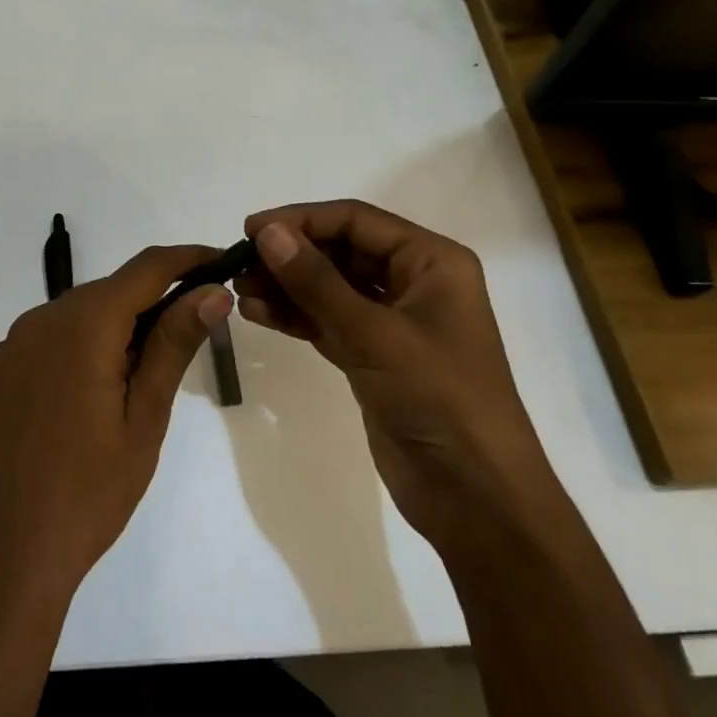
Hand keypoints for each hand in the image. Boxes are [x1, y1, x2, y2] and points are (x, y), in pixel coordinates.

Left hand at [0, 245, 230, 603]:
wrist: (7, 558)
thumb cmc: (91, 491)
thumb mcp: (145, 417)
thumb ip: (174, 343)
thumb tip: (212, 290)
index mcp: (83, 325)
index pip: (146, 268)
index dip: (186, 259)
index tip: (218, 263)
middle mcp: (36, 322)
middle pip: (104, 294)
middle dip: (145, 305)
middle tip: (178, 341)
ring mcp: (2, 352)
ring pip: (67, 321)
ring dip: (101, 334)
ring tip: (122, 387)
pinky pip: (33, 351)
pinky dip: (62, 360)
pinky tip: (69, 408)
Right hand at [235, 200, 553, 547]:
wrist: (476, 497)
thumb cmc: (439, 399)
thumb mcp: (375, 335)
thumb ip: (317, 282)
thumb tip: (269, 233)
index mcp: (432, 262)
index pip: (357, 221)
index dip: (302, 219)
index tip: (251, 229)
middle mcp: (414, 282)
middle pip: (342, 251)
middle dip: (291, 254)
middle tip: (240, 262)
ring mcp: (393, 321)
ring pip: (331, 287)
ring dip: (287, 285)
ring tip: (239, 287)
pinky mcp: (374, 356)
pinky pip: (328, 321)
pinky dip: (295, 316)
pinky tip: (257, 312)